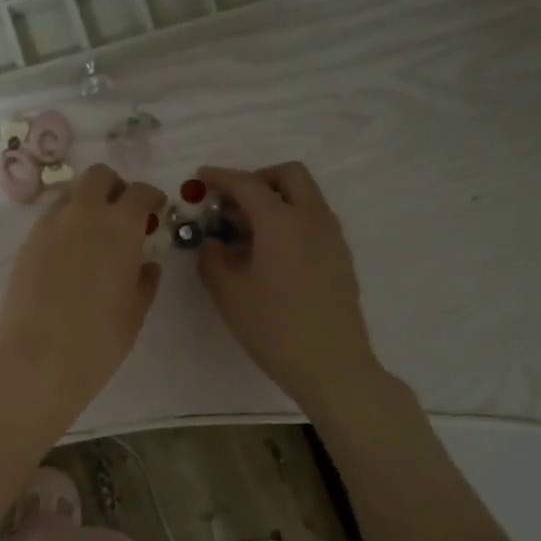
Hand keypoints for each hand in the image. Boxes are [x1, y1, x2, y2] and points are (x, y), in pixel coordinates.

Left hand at [0, 165, 165, 428]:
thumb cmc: (99, 339)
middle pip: (98, 176)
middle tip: (122, 212)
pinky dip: (65, 224)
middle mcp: (83, 215)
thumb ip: (144, 280)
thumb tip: (147, 264)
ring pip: (70, 194)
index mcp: (119, 227)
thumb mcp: (134, 312)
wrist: (39, 359)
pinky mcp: (27, 244)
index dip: (151, 197)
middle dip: (114, 186)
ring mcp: (49, 227)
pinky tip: (70, 254)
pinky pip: (50, 219)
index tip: (155, 210)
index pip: (139, 192)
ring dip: (86, 203)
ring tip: (94, 234)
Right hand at [196, 163, 389, 416]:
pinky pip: (313, 220)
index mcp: (281, 222)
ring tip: (246, 231)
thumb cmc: (273, 328)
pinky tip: (270, 252)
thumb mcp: (228, 294)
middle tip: (231, 203)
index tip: (200, 177)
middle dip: (257, 179)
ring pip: (305, 196)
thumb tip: (213, 243)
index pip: (247, 184)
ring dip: (275, 199)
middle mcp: (311, 218)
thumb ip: (212, 259)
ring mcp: (331, 237)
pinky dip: (290, 219)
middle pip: (289, 175)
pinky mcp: (340, 256)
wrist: (331, 365)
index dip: (220, 177)